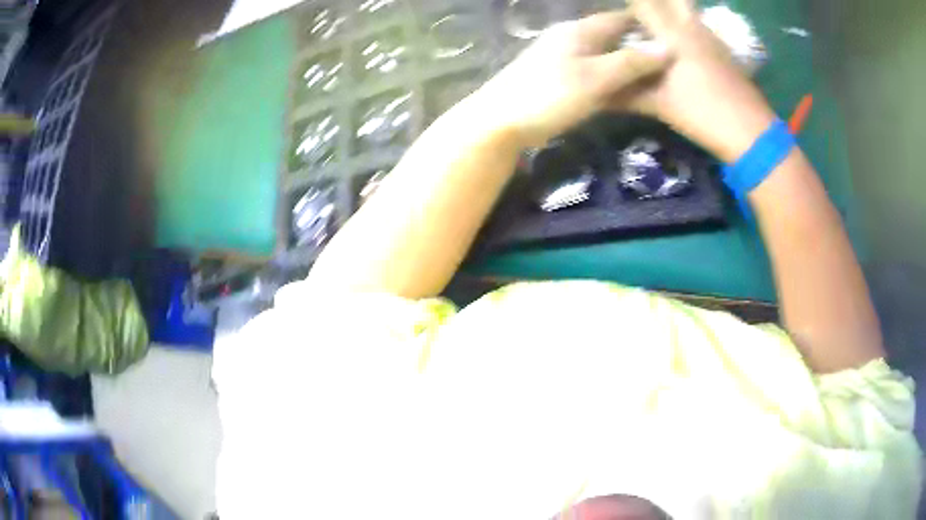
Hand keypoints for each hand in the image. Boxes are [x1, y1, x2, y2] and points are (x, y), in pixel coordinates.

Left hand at [473, 11, 672, 147]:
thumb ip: (631, 62)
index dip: (646, 27)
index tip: (674, 41)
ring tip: (658, 81)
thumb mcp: (596, 77)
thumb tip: (668, 49)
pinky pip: (595, 75)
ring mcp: (565, 60)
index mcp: (580, 31)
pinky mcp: (560, 81)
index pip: (619, 19)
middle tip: (673, 67)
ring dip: (629, 66)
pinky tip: (628, 94)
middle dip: (641, 48)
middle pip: (614, 38)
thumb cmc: (549, 95)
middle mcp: (573, 39)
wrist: (499, 122)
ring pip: (605, 57)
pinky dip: (613, 81)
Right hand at [622, 0, 777, 161]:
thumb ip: (626, 94)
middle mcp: (692, 27)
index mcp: (672, 34)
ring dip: (670, 10)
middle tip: (638, 15)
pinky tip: (679, 44)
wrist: (751, 133)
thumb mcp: (660, 105)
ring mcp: (711, 38)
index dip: (631, 2)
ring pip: (688, 10)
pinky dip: (685, 26)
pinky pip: (699, 26)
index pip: (644, 2)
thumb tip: (596, 92)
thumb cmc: (703, 114)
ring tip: (654, 26)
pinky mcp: (724, 52)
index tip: (617, 9)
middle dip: (653, 2)